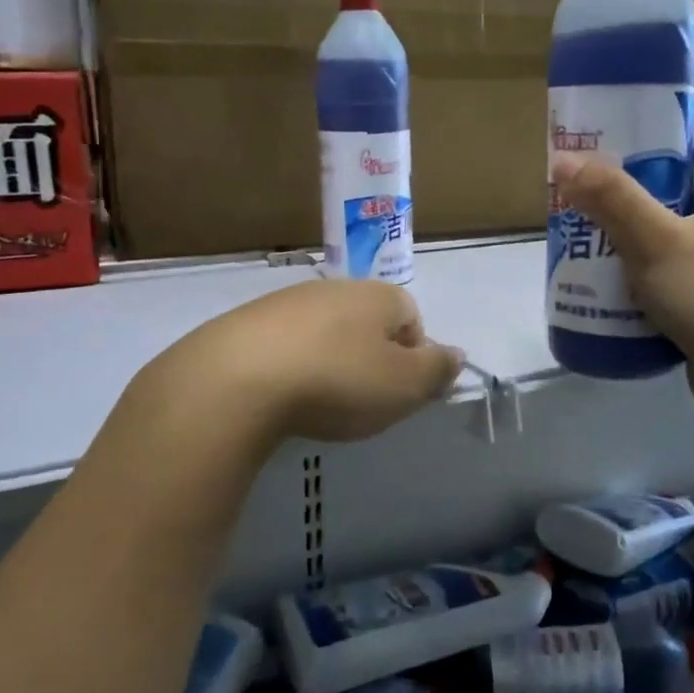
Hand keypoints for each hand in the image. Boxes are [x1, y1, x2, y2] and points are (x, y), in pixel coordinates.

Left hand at [175, 279, 464, 443]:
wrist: (236, 380)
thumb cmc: (338, 381)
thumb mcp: (405, 385)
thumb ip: (437, 370)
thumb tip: (456, 355)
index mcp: (378, 296)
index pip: (412, 317)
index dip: (413, 357)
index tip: (400, 392)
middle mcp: (334, 289)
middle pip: (367, 324)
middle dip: (371, 360)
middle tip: (363, 401)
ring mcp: (286, 302)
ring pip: (325, 333)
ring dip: (330, 363)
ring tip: (319, 403)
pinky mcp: (246, 323)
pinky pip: (285, 345)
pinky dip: (291, 368)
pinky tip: (281, 398)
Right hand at [551, 106, 693, 428]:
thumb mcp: (658, 240)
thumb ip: (611, 199)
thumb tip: (564, 160)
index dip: (679, 112)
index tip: (632, 112)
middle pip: (684, 178)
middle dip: (636, 174)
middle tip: (590, 176)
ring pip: (671, 227)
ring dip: (631, 224)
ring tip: (585, 225)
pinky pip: (667, 269)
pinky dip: (638, 266)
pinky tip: (604, 277)